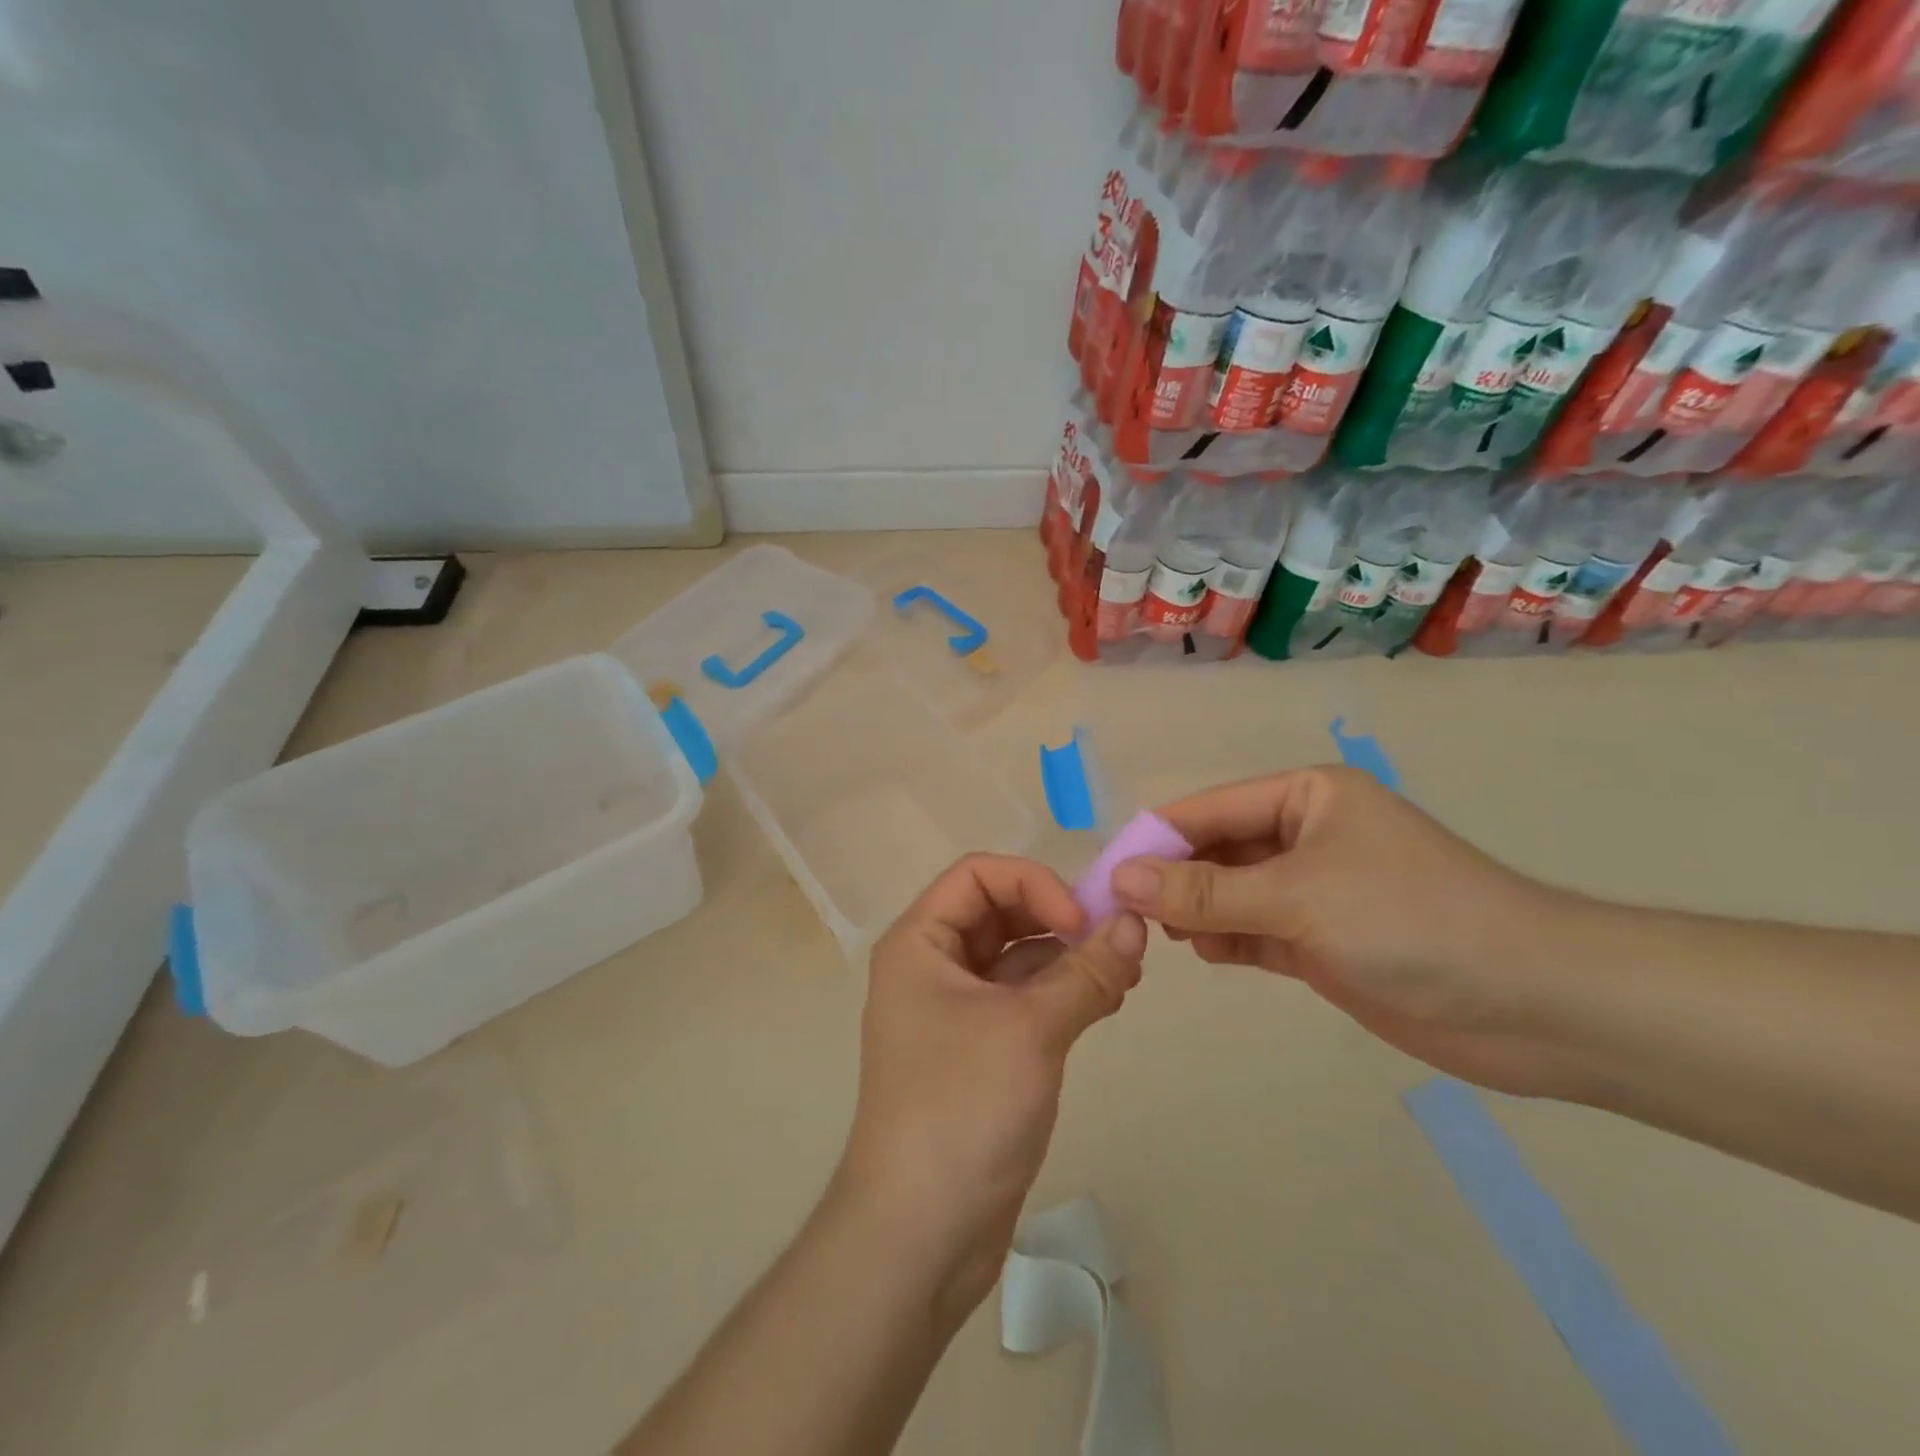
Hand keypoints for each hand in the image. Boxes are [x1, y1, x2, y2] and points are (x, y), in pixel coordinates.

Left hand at [839, 854, 1147, 1323]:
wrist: (919, 1232)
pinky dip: (1062, 993)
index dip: (1033, 884)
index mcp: (920, 942)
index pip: (979, 874)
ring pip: (1016, 957)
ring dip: (1068, 957)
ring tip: (1125, 973)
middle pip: (999, 911)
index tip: (1081, 922)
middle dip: (1058, 918)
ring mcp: (955, 1010)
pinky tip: (1108, 1002)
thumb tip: (1134, 920)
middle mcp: (932, 966)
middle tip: (1119, 942)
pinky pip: (1023, 999)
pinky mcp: (979, 1050)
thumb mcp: (1030, 1030)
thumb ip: (1086, 971)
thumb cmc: (961, 1107)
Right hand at [1111, 766, 1570, 1097]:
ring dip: (1196, 911)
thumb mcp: (1298, 897)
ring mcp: (1313, 890)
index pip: (1208, 810)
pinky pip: (1254, 929)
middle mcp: (1305, 834)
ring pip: (1231, 892)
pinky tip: (1206, 952)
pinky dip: (1226, 939)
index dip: (1155, 840)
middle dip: (1173, 879)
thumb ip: (1206, 891)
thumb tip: (1122, 877)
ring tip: (1161, 935)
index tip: (1105, 875)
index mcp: (1305, 796)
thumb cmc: (1412, 921)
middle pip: (1216, 850)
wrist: (1534, 1005)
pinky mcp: (1321, 940)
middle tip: (1124, 915)